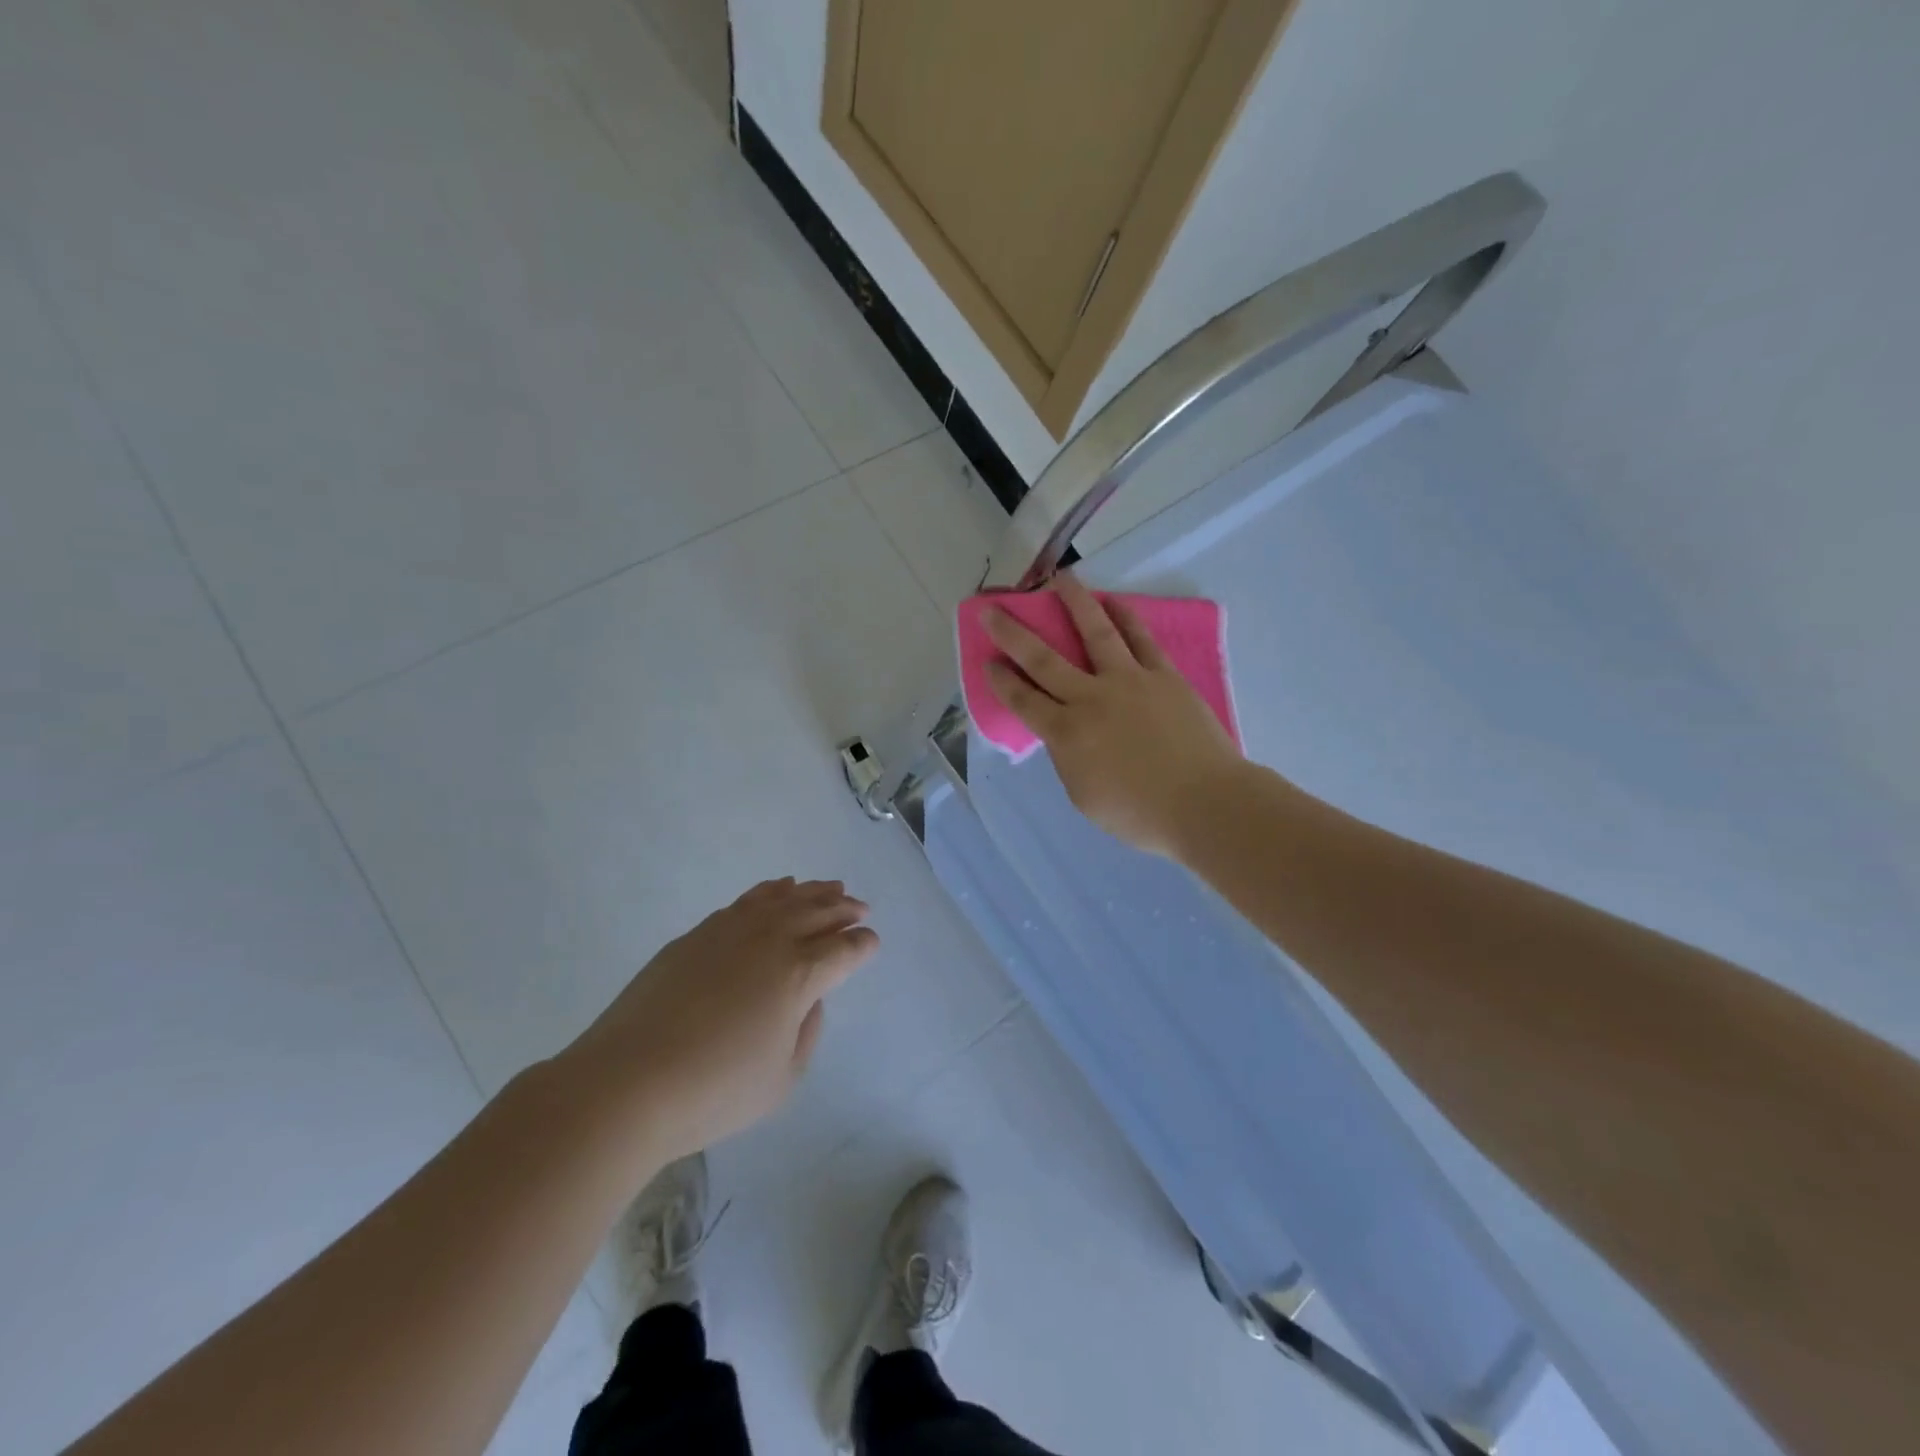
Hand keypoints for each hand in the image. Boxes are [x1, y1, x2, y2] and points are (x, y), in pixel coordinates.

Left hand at [563, 878, 877, 1161]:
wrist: (626, 1083)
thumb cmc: (713, 1092)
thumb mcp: (781, 1080)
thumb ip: (806, 1031)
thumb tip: (808, 999)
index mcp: (799, 975)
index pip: (844, 950)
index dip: (863, 945)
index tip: (872, 942)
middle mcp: (771, 941)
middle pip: (818, 913)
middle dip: (845, 909)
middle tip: (860, 907)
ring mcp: (731, 931)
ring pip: (784, 899)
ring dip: (812, 892)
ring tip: (830, 887)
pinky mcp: (697, 934)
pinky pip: (747, 901)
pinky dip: (771, 891)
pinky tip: (779, 890)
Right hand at [985, 574, 1246, 857]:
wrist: (1204, 803)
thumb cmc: (1140, 814)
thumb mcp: (1085, 798)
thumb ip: (1068, 760)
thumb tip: (1066, 736)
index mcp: (1067, 734)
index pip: (1023, 700)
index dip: (1001, 680)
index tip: (987, 660)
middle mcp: (1090, 698)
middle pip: (1043, 659)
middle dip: (1013, 633)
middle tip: (993, 609)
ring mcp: (1129, 681)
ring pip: (1095, 632)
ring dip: (1074, 603)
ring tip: (1060, 579)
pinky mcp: (1163, 675)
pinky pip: (1140, 639)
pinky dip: (1125, 617)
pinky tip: (1113, 602)